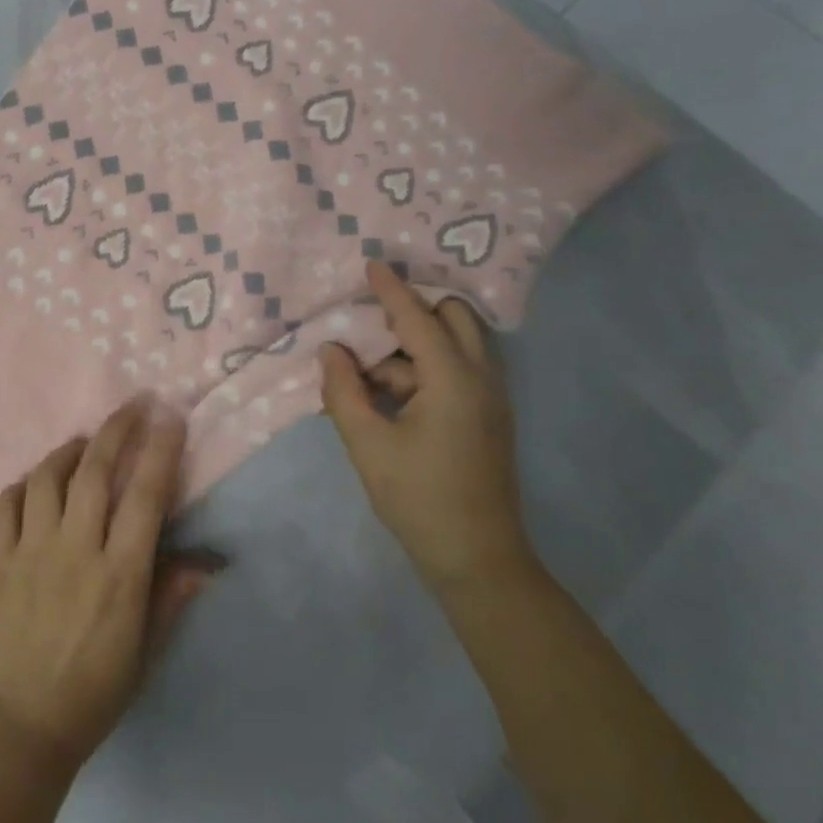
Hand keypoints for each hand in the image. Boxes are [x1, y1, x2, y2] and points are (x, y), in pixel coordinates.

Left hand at [0, 400, 212, 772]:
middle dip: (116, 429)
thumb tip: (209, 560)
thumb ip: (172, 597)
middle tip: (132, 405)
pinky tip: (36, 483)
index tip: (170, 418)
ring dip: (67, 450)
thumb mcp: (146, 650)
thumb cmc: (95, 690)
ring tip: (83, 443)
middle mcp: (75, 550)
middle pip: (94, 471)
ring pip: (47, 478)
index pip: (145, 497)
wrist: (22, 726)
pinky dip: (22, 484)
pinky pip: (5, 504)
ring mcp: (31, 551)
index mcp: (119, 574)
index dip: (160, 451)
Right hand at [319, 261, 530, 593]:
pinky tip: (389, 396)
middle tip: (371, 325)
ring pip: (455, 347)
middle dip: (414, 312)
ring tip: (367, 377)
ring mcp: (491, 400)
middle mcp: (481, 379)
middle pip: (454, 319)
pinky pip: (458, 372)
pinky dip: (424, 370)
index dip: (391, 290)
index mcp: (453, 379)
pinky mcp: (488, 419)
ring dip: (414, 348)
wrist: (478, 560)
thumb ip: (343, 390)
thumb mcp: (367, 444)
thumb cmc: (419, 498)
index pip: (418, 318)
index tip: (371, 263)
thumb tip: (331, 350)